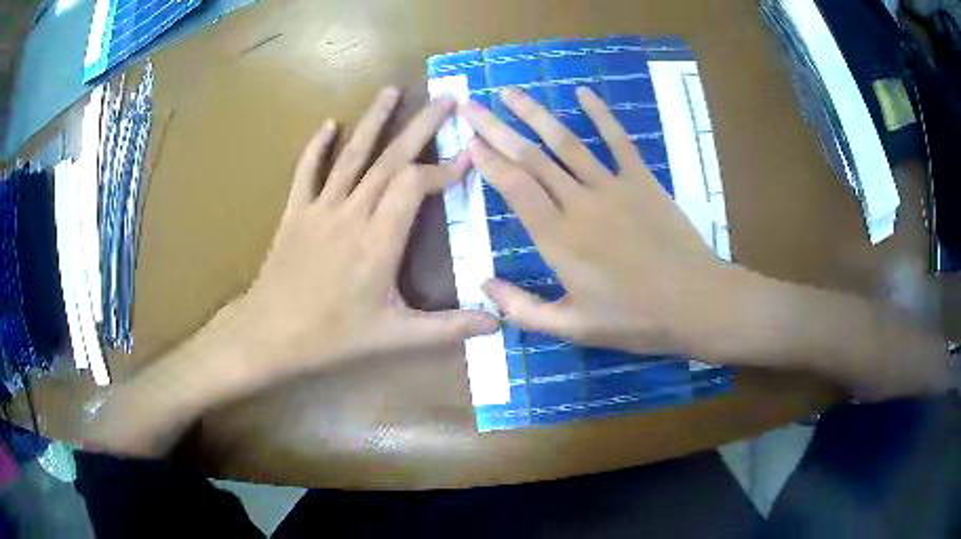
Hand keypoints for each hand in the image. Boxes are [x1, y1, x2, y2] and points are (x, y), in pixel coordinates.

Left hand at [237, 87, 498, 378]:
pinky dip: (316, 147)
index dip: (444, 169)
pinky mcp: (296, 212)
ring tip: (391, 90)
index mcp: (379, 240)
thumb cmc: (334, 336)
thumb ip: (448, 327)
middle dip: (422, 125)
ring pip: (352, 156)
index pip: (416, 185)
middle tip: (446, 97)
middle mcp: (353, 213)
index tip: (469, 157)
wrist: (270, 333)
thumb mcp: (396, 336)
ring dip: (373, 120)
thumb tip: (497, 323)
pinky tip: (328, 125)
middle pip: (391, 159)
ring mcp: (321, 208)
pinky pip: (306, 172)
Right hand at [460, 87, 746, 359]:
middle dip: (496, 129)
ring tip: (510, 92)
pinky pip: (618, 140)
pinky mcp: (643, 180)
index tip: (469, 139)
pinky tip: (583, 93)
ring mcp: (613, 187)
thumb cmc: (634, 320)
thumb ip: (523, 309)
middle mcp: (579, 203)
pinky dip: (600, 115)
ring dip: (535, 114)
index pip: (514, 188)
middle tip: (471, 104)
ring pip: (566, 143)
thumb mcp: (572, 329)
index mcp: (558, 239)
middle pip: (531, 158)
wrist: (695, 303)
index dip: (489, 160)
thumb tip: (483, 286)